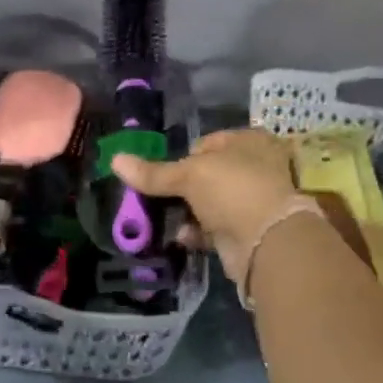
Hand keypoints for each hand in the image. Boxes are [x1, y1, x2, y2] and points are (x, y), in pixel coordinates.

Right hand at [112, 128, 309, 290]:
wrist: (268, 241)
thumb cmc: (232, 190)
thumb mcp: (188, 175)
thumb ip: (153, 173)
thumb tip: (115, 160)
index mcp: (250, 141)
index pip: (208, 143)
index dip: (184, 156)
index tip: (162, 173)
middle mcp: (256, 167)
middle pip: (209, 174)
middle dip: (182, 188)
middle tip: (156, 197)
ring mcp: (255, 200)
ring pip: (211, 203)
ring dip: (188, 212)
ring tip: (162, 218)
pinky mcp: (249, 230)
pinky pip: (216, 227)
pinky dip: (198, 232)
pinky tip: (182, 236)